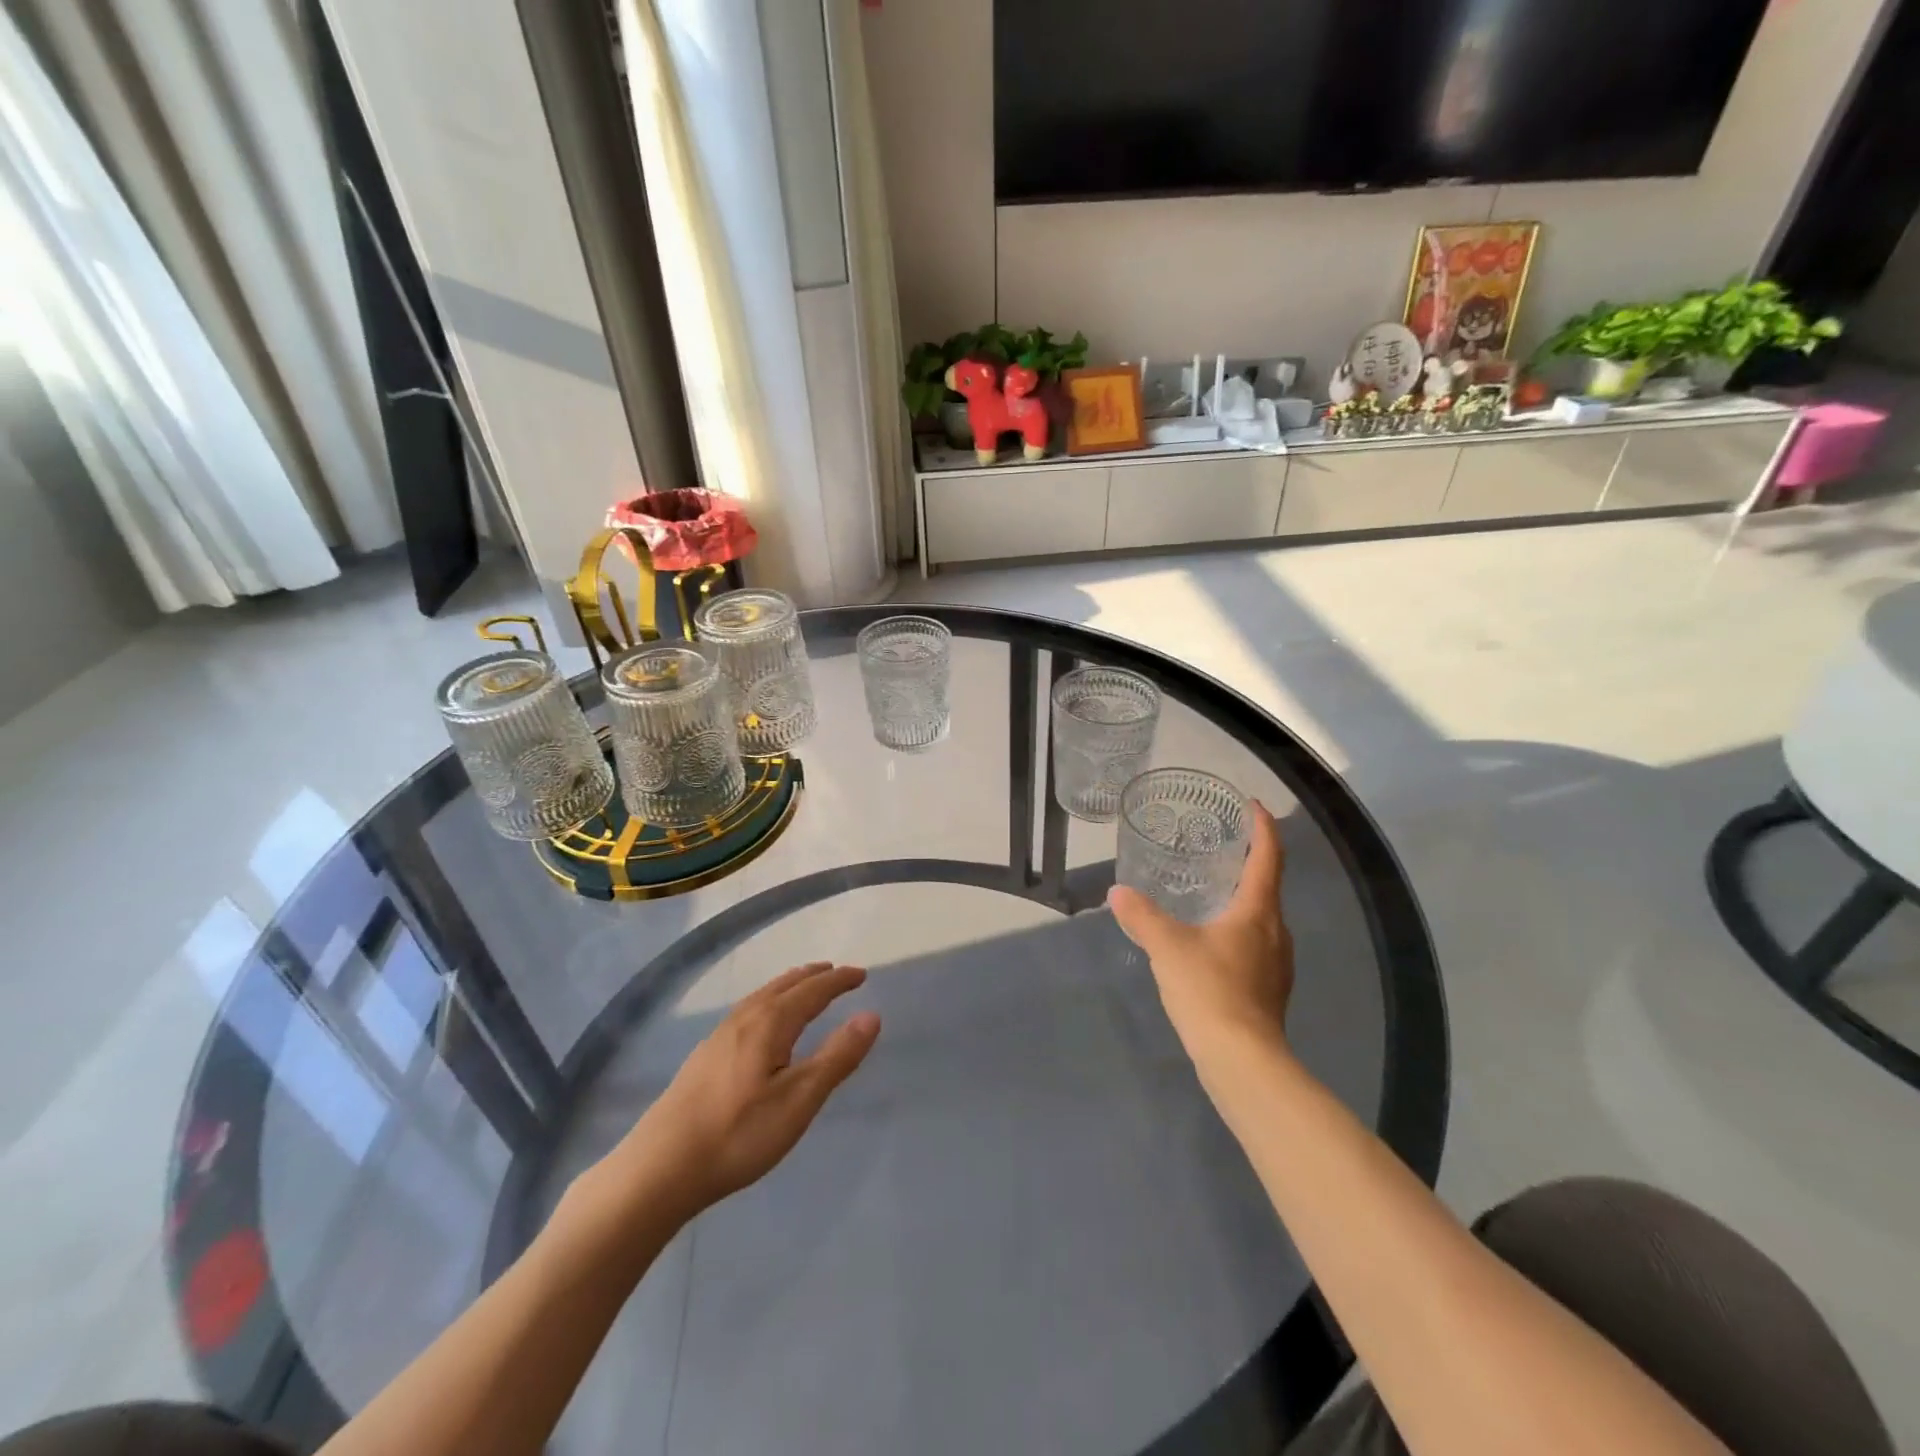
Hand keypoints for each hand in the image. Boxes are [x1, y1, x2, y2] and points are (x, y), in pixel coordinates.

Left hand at [614, 963, 880, 1218]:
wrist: (660, 1168)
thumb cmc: (738, 1134)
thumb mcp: (799, 1100)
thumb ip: (837, 1057)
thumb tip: (871, 1015)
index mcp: (770, 1023)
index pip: (813, 991)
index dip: (839, 981)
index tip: (861, 974)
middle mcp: (744, 1019)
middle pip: (784, 986)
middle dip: (813, 977)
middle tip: (835, 972)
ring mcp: (719, 1036)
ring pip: (762, 997)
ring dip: (788, 986)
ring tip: (802, 986)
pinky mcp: (704, 1056)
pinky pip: (747, 1011)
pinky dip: (768, 1002)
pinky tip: (760, 1023)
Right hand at [1108, 803, 1292, 1066]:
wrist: (1243, 1061)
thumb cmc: (1210, 990)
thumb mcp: (1168, 947)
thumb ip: (1142, 916)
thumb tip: (1117, 892)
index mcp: (1257, 911)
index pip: (1268, 857)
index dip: (1263, 828)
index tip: (1253, 805)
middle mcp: (1275, 932)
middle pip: (1268, 886)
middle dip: (1250, 862)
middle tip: (1220, 846)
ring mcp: (1276, 964)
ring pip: (1262, 918)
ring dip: (1243, 899)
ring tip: (1211, 891)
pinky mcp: (1268, 990)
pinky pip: (1255, 945)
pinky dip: (1237, 930)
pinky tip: (1210, 942)